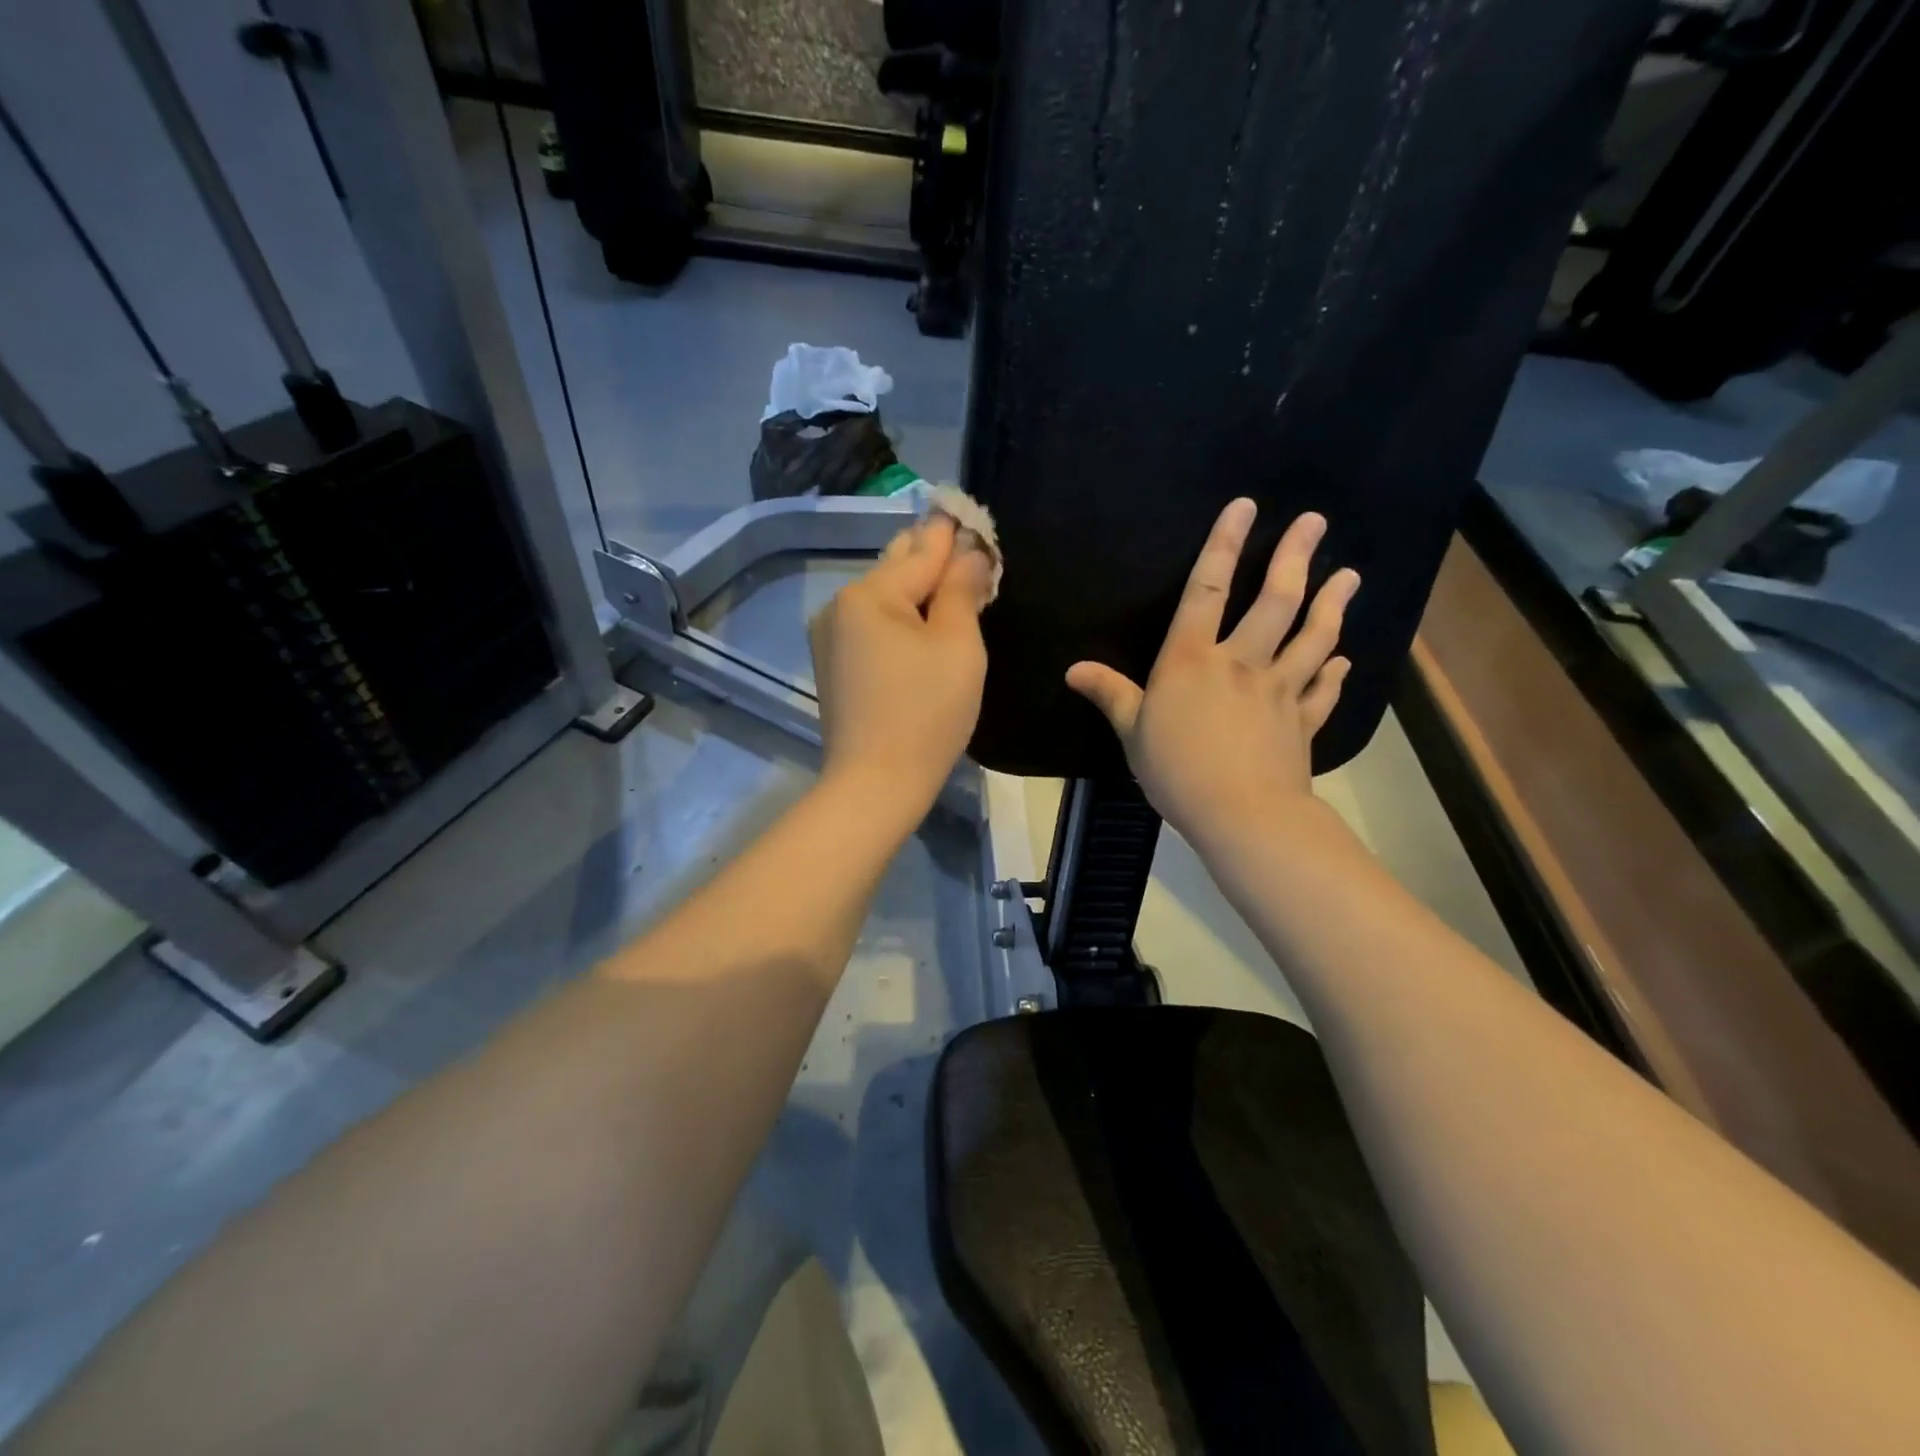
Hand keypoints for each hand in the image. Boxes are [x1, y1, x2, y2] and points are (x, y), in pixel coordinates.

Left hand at [809, 515, 993, 823]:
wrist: (875, 783)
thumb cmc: (927, 713)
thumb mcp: (957, 646)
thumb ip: (961, 591)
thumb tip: (969, 553)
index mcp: (870, 594)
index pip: (923, 550)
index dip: (952, 533)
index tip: (967, 512)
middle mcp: (840, 604)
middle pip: (896, 567)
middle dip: (932, 557)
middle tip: (963, 544)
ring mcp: (830, 635)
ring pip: (882, 596)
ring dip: (916, 587)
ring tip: (947, 579)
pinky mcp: (832, 664)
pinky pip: (871, 623)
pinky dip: (899, 615)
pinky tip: (919, 620)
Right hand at [1066, 498, 1358, 851]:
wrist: (1240, 813)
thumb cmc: (1176, 769)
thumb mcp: (1132, 732)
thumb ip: (1110, 694)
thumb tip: (1074, 670)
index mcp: (1192, 660)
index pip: (1207, 592)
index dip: (1223, 546)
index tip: (1244, 507)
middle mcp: (1241, 663)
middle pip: (1274, 602)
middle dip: (1295, 558)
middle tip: (1315, 522)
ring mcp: (1279, 690)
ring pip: (1312, 638)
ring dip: (1332, 605)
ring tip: (1351, 576)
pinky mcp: (1302, 722)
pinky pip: (1322, 692)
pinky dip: (1336, 675)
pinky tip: (1345, 660)